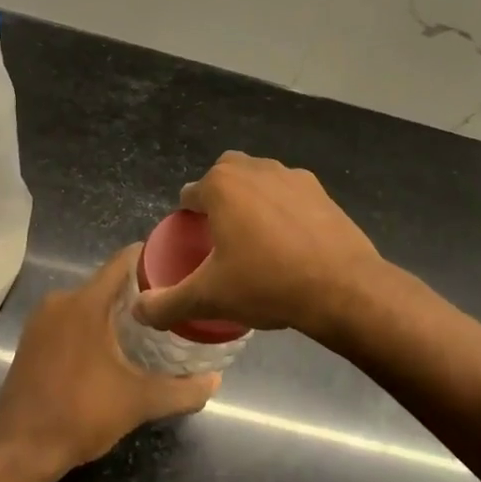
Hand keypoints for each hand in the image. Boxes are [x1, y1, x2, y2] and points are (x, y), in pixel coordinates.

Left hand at [0, 245, 219, 473]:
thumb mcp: (139, 402)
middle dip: (139, 292)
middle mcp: (60, 300)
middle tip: (172, 305)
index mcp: (86, 302)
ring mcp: (41, 320)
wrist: (19, 450)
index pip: (124, 261)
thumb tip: (215, 381)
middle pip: (108, 282)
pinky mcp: (31, 340)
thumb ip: (182, 390)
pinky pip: (70, 319)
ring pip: (88, 302)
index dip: (153, 259)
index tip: (180, 267)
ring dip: (115, 312)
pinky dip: (92, 326)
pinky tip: (112, 349)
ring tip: (149, 328)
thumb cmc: (81, 414)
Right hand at [131, 152, 383, 341]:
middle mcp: (254, 169)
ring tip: (257, 240)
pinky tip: (290, 243)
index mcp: (221, 186)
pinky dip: (283, 209)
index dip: (188, 218)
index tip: (194, 246)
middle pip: (224, 177)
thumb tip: (138, 311)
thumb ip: (166, 304)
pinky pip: (289, 194)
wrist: (342, 287)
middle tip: (222, 238)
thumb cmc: (267, 284)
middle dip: (219, 199)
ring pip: (259, 180)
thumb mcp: (209, 298)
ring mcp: (291, 176)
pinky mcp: (321, 190)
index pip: (190, 194)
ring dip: (252, 200)